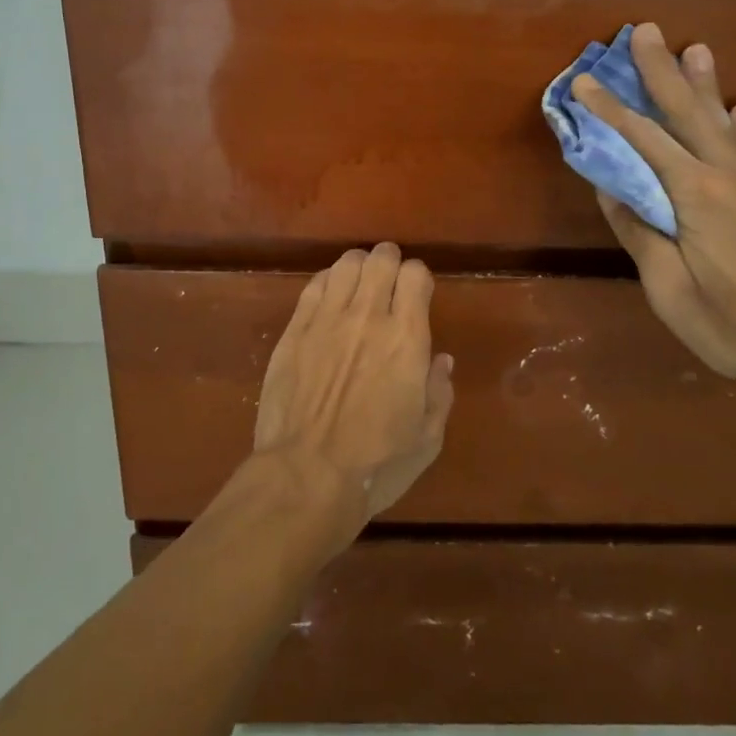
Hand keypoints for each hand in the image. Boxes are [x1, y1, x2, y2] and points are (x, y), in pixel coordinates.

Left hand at [252, 244, 455, 530]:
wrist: (306, 477)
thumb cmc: (377, 464)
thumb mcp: (427, 438)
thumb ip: (439, 392)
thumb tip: (441, 360)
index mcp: (407, 339)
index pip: (416, 274)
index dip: (418, 278)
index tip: (417, 295)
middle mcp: (368, 317)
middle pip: (380, 259)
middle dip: (389, 263)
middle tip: (388, 283)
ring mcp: (326, 320)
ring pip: (345, 264)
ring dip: (358, 268)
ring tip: (359, 287)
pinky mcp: (294, 331)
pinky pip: (314, 286)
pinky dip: (328, 283)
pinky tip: (329, 300)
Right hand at [571, 23, 735, 390]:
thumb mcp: (672, 292)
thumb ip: (642, 235)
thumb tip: (611, 190)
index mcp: (696, 197)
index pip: (643, 141)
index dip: (610, 110)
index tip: (583, 81)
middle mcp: (729, 177)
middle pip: (688, 114)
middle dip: (661, 72)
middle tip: (645, 31)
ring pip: (724, 123)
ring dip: (704, 85)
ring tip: (695, 48)